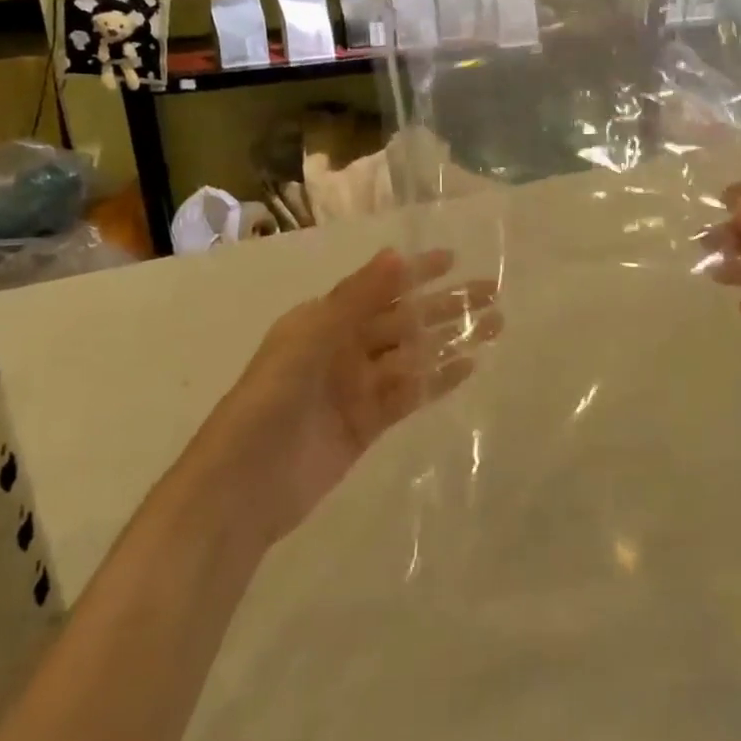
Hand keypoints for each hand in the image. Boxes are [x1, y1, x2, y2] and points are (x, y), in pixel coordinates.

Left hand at [200, 249, 500, 546]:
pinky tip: (469, 366)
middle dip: (446, 305)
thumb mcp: (311, 338)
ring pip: (414, 355)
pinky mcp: (369, 424)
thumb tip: (397, 255)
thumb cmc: (273, 400)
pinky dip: (438, 380)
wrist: (245, 485)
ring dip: (451, 340)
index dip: (415, 273)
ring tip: (495, 326)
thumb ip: (356, 298)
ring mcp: (357, 387)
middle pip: (405, 320)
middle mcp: (343, 347)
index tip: (452, 259)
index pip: (380, 288)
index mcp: (324, 320)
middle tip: (492, 293)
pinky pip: (410, 394)